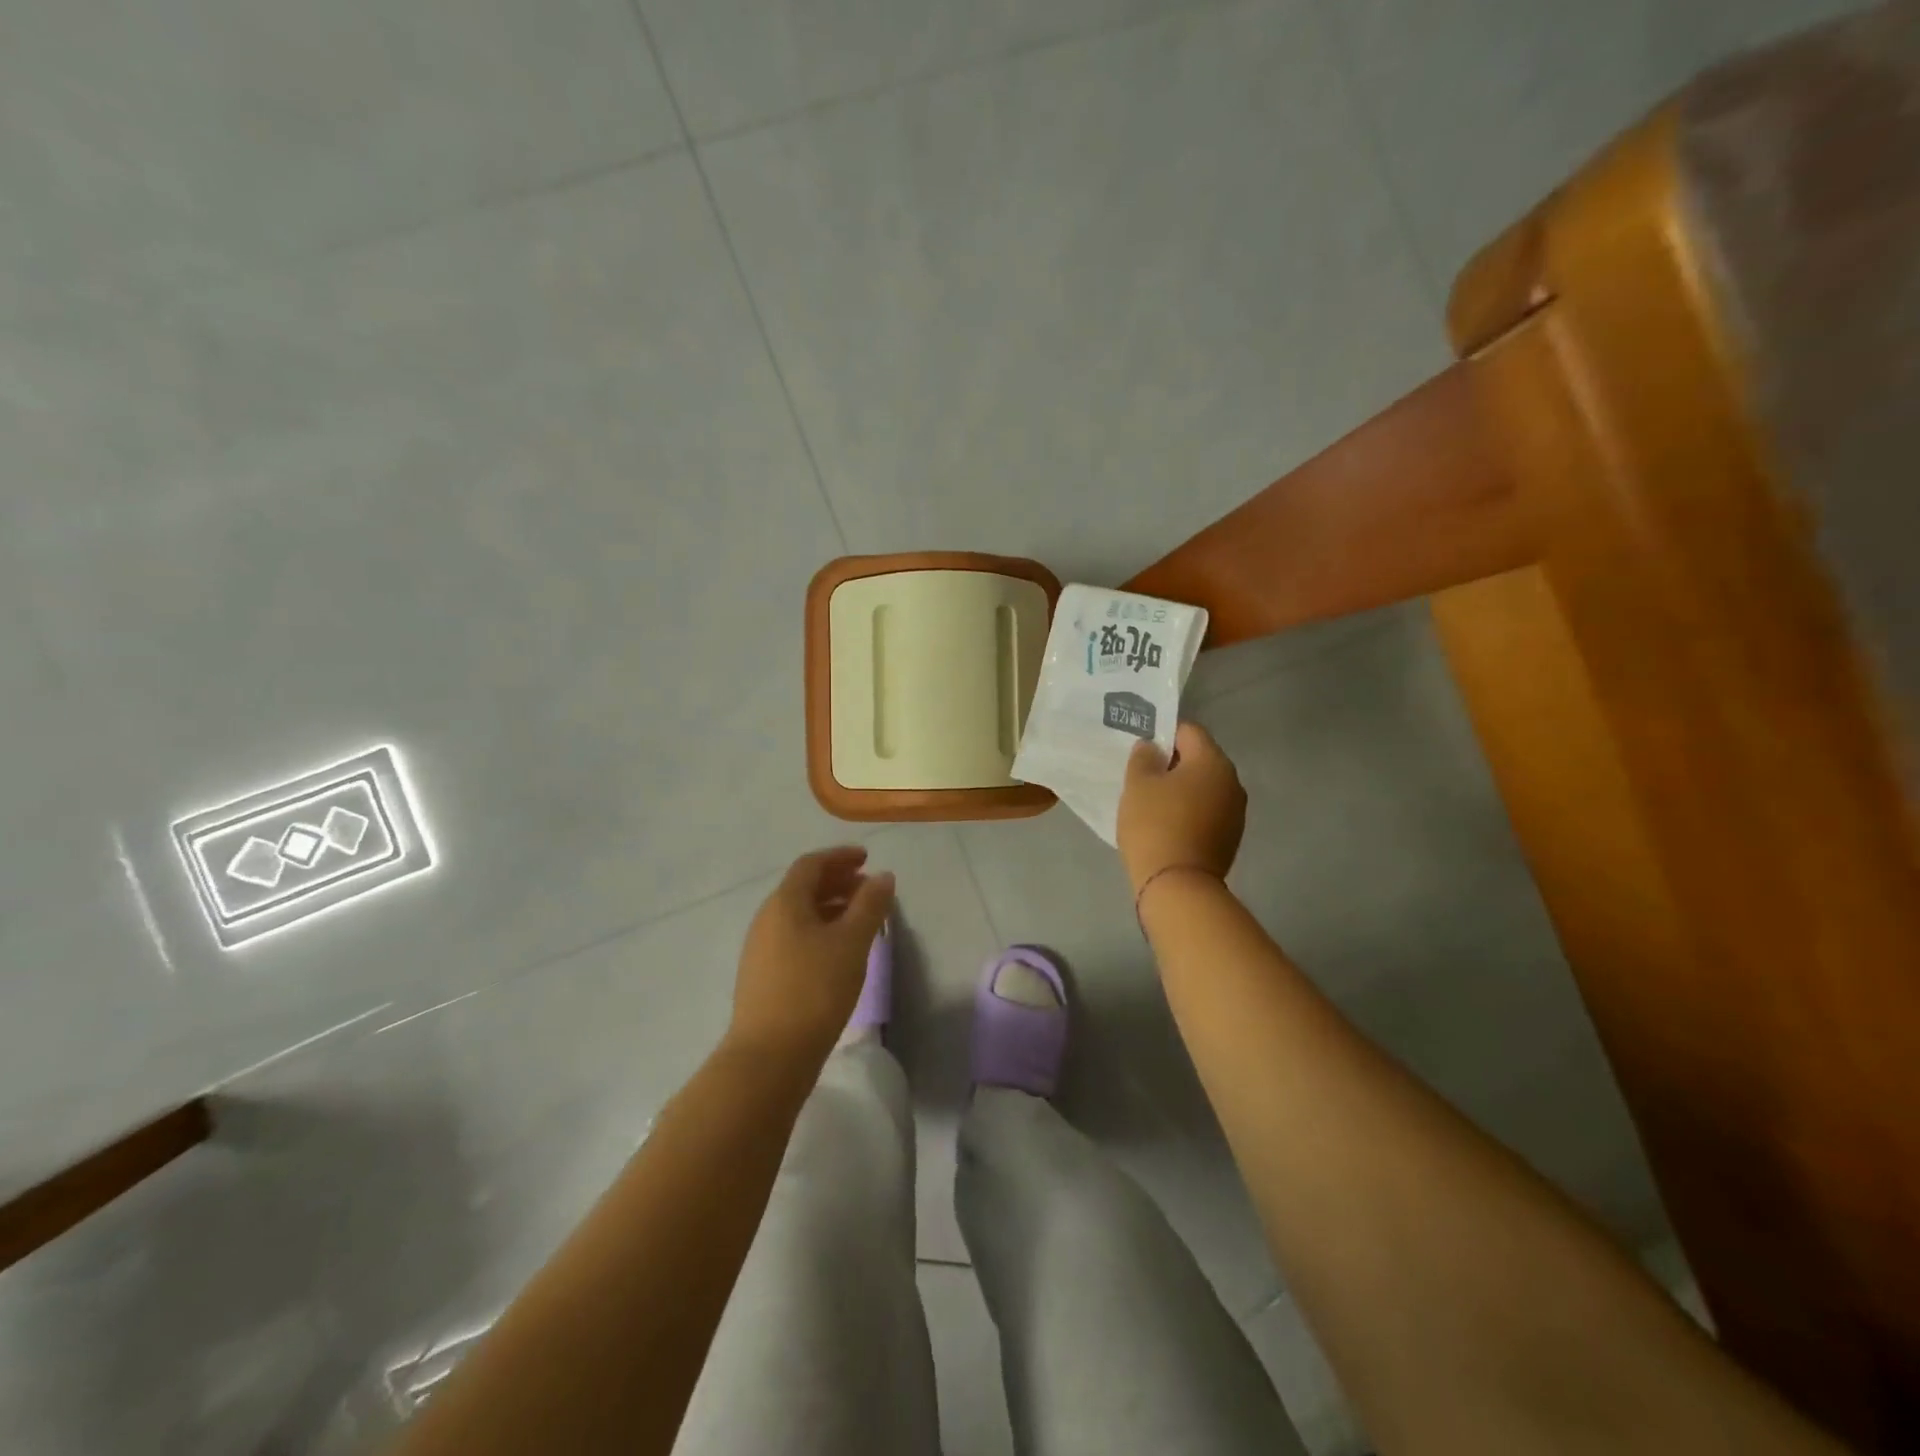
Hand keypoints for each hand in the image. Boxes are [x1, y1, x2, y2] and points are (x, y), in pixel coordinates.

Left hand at [728, 846, 894, 1065]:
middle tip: (868, 888)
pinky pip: (794, 937)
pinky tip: (839, 952)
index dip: (840, 857)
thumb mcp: (852, 943)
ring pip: (799, 915)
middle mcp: (767, 919)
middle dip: (837, 882)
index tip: (867, 859)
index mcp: (784, 903)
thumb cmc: (815, 989)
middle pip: (803, 888)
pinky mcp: (763, 976)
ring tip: (861, 921)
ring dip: (830, 908)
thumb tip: (882, 876)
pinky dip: (820, 931)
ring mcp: (761, 949)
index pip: (811, 864)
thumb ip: (870, 905)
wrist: (769, 1057)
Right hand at [1117, 722, 1245, 895]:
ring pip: (1204, 788)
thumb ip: (1144, 758)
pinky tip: (1167, 825)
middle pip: (1199, 759)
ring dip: (1182, 790)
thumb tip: (1152, 748)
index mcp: (1213, 761)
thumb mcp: (1138, 784)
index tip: (1141, 750)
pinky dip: (1189, 812)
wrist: (1178, 886)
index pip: (1188, 731)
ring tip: (1153, 803)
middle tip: (1142, 776)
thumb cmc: (1155, 825)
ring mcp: (1235, 812)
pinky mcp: (1230, 838)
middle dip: (1173, 764)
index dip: (1163, 734)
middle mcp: (1232, 781)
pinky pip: (1207, 812)